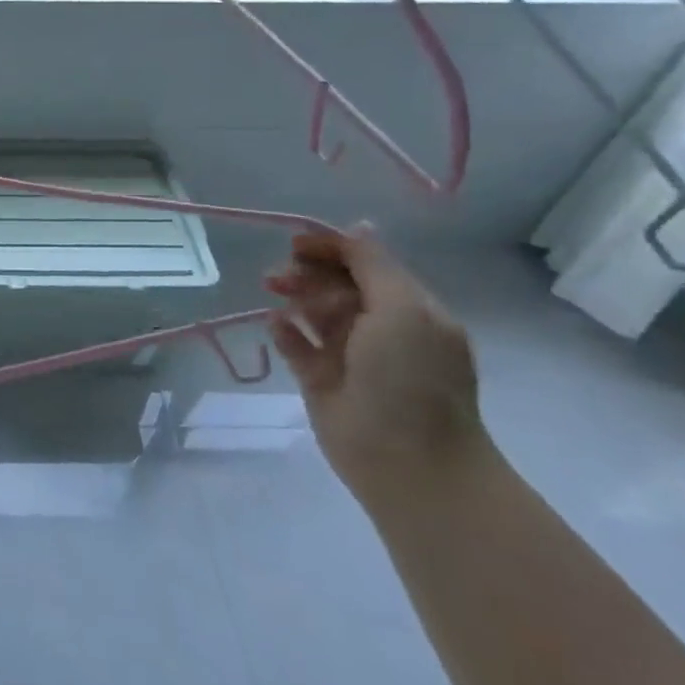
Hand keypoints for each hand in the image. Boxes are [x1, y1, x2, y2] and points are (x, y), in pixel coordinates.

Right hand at [264, 226, 485, 503]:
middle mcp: (379, 328)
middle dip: (308, 273)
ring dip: (295, 296)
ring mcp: (348, 356)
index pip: (366, 265)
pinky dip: (285, 332)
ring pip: (314, 312)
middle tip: (279, 275)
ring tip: (273, 291)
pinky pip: (297, 346)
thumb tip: (358, 226)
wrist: (406, 459)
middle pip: (336, 285)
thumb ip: (374, 266)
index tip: (296, 243)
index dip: (332, 249)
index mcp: (409, 309)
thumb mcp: (403, 309)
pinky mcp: (320, 380)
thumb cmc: (411, 378)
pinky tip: (275, 325)